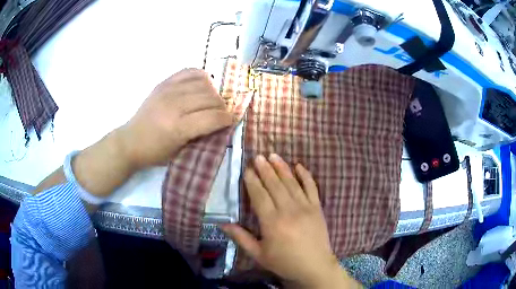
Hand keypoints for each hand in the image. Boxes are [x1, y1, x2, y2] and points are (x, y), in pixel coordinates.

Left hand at [117, 68, 233, 168]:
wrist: (131, 141)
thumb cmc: (155, 152)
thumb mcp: (180, 152)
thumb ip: (200, 136)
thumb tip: (219, 123)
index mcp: (178, 128)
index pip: (212, 117)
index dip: (226, 119)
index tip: (230, 121)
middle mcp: (174, 105)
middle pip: (210, 98)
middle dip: (221, 106)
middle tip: (221, 113)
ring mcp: (168, 91)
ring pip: (203, 84)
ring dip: (213, 93)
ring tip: (211, 101)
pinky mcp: (163, 83)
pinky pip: (189, 72)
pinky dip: (201, 76)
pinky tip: (203, 85)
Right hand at [221, 154, 359, 287]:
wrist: (315, 267)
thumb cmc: (285, 262)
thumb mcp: (259, 254)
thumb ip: (241, 238)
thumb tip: (223, 223)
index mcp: (272, 222)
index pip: (259, 196)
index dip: (252, 181)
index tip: (247, 169)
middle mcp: (289, 210)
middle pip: (275, 185)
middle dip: (265, 169)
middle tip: (258, 156)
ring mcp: (306, 207)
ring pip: (291, 183)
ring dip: (282, 167)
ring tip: (273, 155)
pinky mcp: (317, 208)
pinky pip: (312, 187)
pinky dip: (305, 175)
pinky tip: (299, 165)